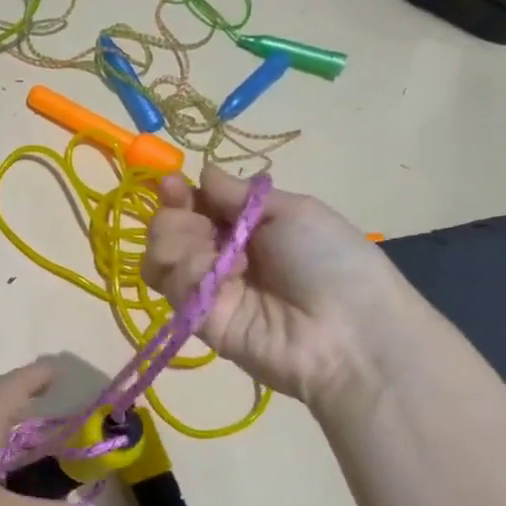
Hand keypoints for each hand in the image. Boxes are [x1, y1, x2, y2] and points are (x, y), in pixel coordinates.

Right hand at [142, 168, 403, 409]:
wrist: (346, 332)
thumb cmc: (330, 260)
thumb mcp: (292, 211)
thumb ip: (238, 194)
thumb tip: (203, 173)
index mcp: (245, 226)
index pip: (193, 205)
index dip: (178, 194)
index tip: (171, 184)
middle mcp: (219, 255)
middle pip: (168, 228)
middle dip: (174, 216)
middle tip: (201, 223)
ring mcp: (205, 289)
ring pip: (159, 255)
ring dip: (176, 242)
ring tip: (214, 252)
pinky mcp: (195, 319)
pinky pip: (173, 283)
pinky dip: (190, 271)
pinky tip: (226, 276)